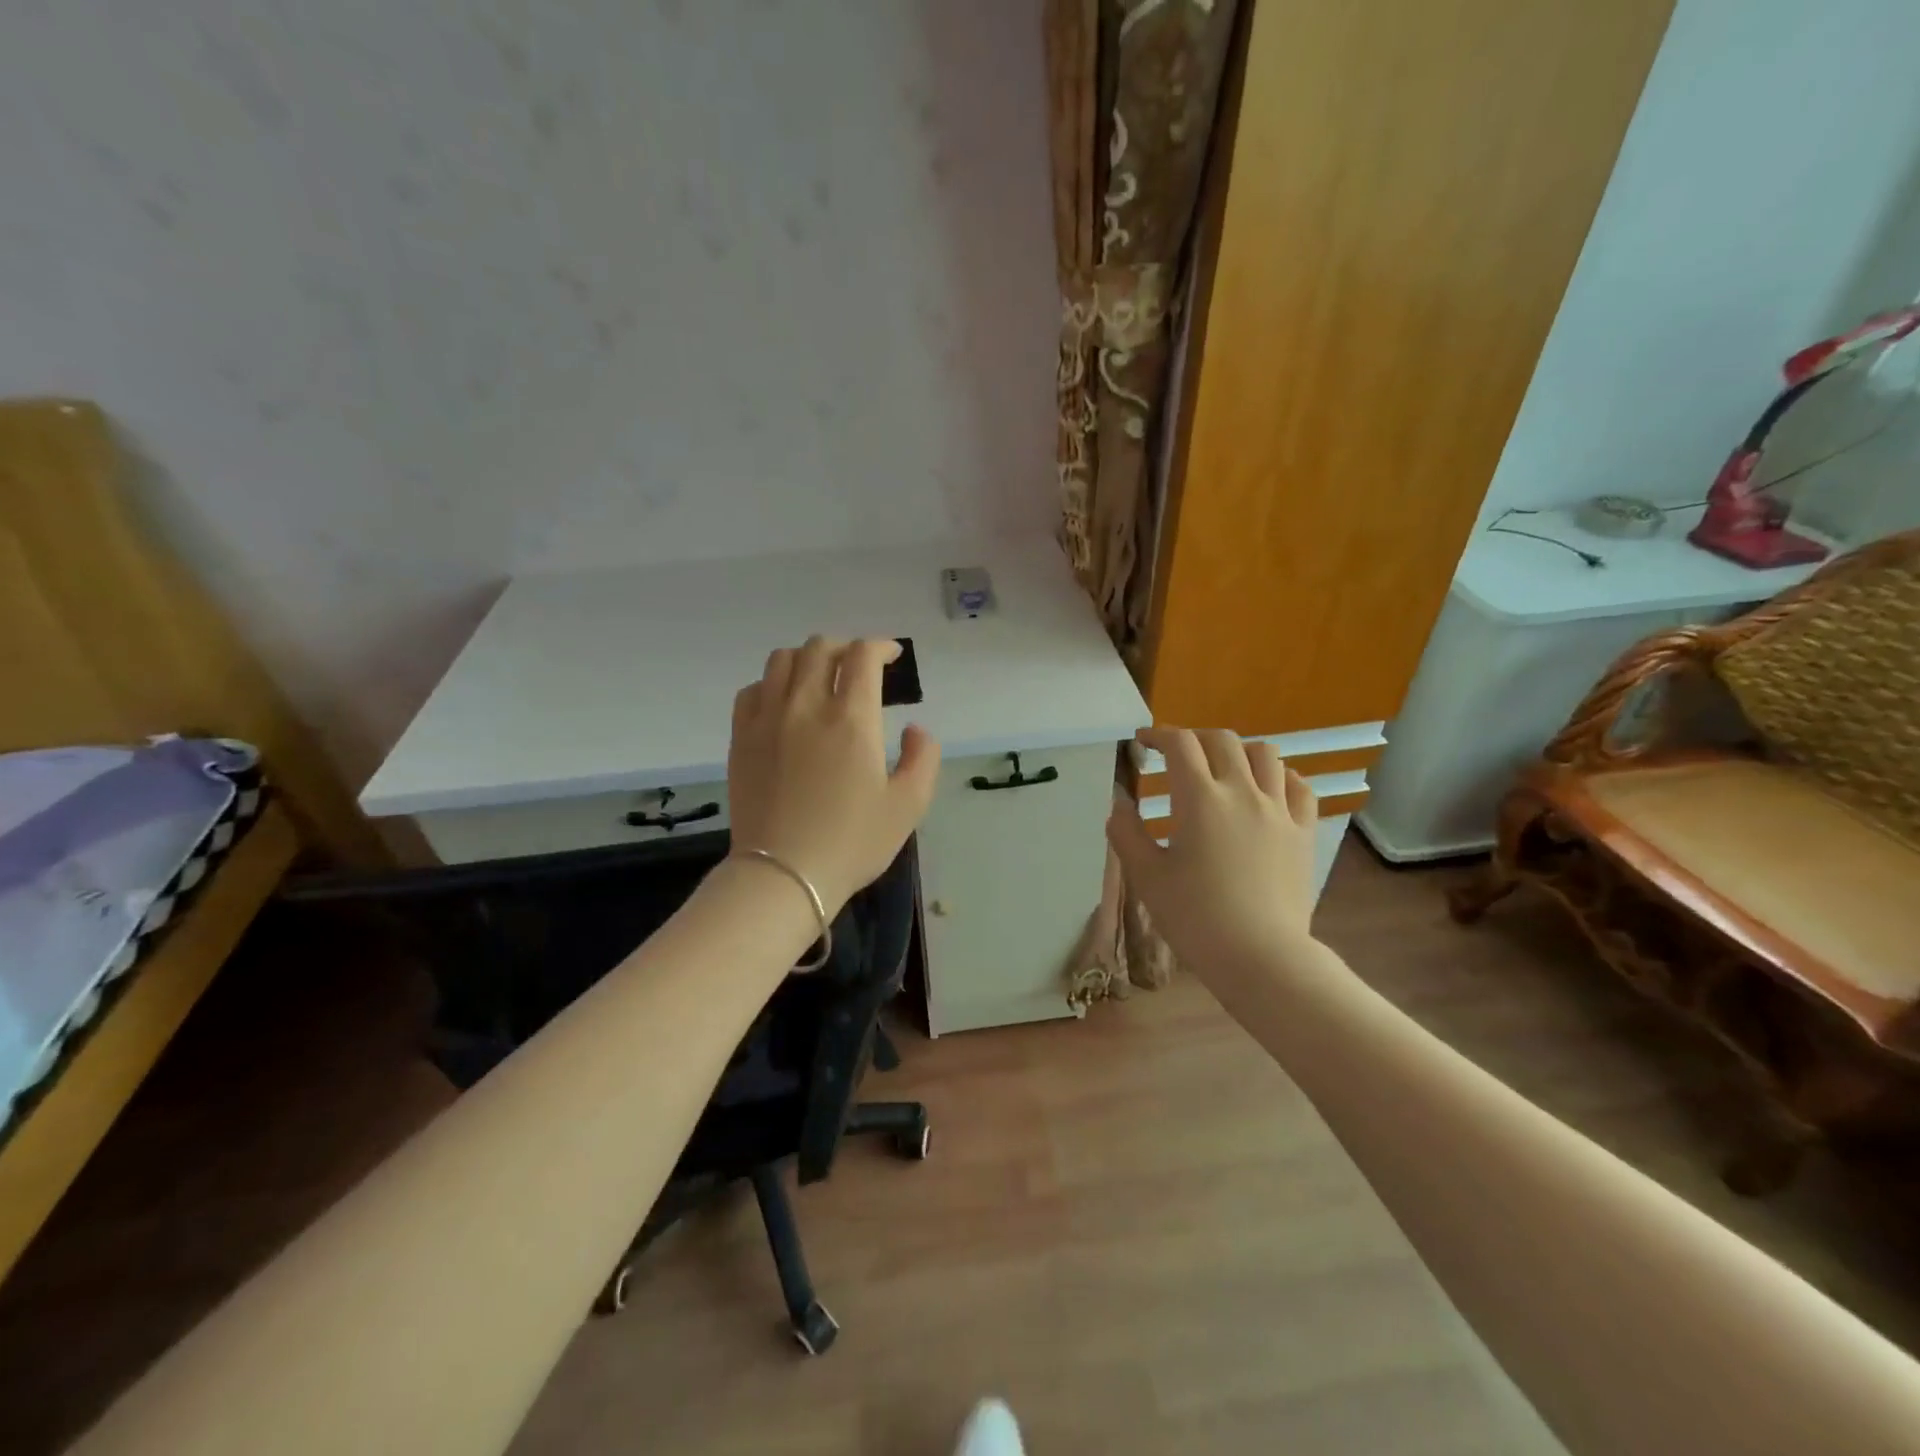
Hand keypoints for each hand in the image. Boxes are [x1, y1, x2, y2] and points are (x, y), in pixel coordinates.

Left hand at [726, 636, 940, 914]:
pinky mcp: (741, 737)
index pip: (862, 656)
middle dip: (846, 648)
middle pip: (821, 648)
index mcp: (851, 718)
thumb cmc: (852, 842)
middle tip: (859, 667)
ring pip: (782, 660)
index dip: (880, 646)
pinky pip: (753, 689)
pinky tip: (784, 702)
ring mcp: (767, 719)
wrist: (784, 875)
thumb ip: (923, 758)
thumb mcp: (909, 805)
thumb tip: (915, 729)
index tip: (891, 656)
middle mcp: (806, 706)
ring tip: (820, 676)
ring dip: (808, 658)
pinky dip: (774, 683)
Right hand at [1106, 727, 1319, 979]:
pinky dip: (1281, 776)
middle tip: (1178, 754)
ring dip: (1239, 751)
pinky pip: (1299, 787)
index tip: (1143, 743)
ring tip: (1224, 766)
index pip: (1179, 745)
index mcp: (1199, 799)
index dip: (1158, 735)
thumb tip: (1118, 803)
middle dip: (1195, 738)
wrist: (1260, 956)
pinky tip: (1268, 788)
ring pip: (1266, 755)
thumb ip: (1126, 832)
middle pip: (1222, 740)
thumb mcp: (1146, 876)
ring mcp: (1278, 810)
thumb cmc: (1195, 916)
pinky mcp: (1303, 832)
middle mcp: (1242, 792)